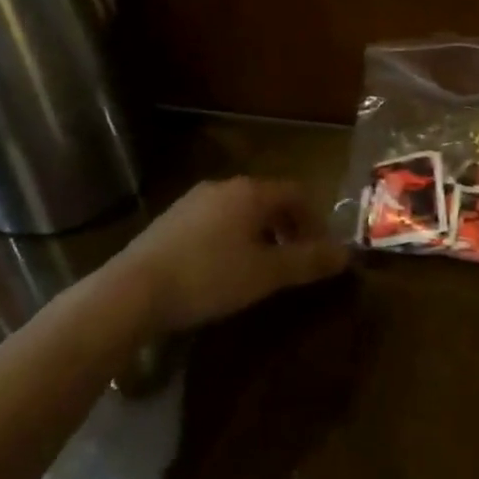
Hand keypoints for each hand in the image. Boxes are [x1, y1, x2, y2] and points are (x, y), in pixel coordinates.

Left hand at [115, 177, 347, 332]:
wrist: (131, 292)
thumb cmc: (209, 277)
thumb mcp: (266, 274)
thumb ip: (308, 261)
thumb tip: (347, 254)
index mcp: (251, 191)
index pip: (298, 193)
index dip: (316, 220)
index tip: (320, 251)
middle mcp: (224, 186)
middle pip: (269, 200)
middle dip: (288, 228)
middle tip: (295, 261)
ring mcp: (193, 201)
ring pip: (241, 211)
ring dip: (260, 234)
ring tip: (261, 268)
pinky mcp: (170, 220)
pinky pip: (215, 222)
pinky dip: (232, 239)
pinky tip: (222, 270)